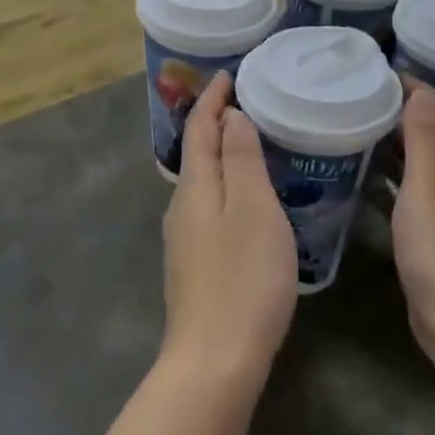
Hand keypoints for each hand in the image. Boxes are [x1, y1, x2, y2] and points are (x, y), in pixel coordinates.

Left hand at [161, 72, 296, 389]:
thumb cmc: (243, 277)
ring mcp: (184, 238)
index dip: (212, 98)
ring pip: (203, 182)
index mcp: (196, 186)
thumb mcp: (252, 209)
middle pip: (197, 152)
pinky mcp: (194, 264)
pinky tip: (247, 200)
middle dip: (216, 123)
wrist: (215, 360)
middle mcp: (181, 206)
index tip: (228, 74)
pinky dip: (226, 186)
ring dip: (222, 156)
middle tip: (248, 103)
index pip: (199, 127)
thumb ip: (240, 159)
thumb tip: (230, 117)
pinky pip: (209, 207)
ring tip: (252, 144)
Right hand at [391, 83, 434, 367]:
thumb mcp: (429, 187)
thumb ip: (425, 140)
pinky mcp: (434, 233)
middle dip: (411, 108)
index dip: (422, 89)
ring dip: (401, 138)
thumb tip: (420, 93)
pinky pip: (414, 187)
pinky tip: (370, 175)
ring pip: (426, 159)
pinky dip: (395, 171)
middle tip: (368, 96)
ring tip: (365, 124)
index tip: (385, 74)